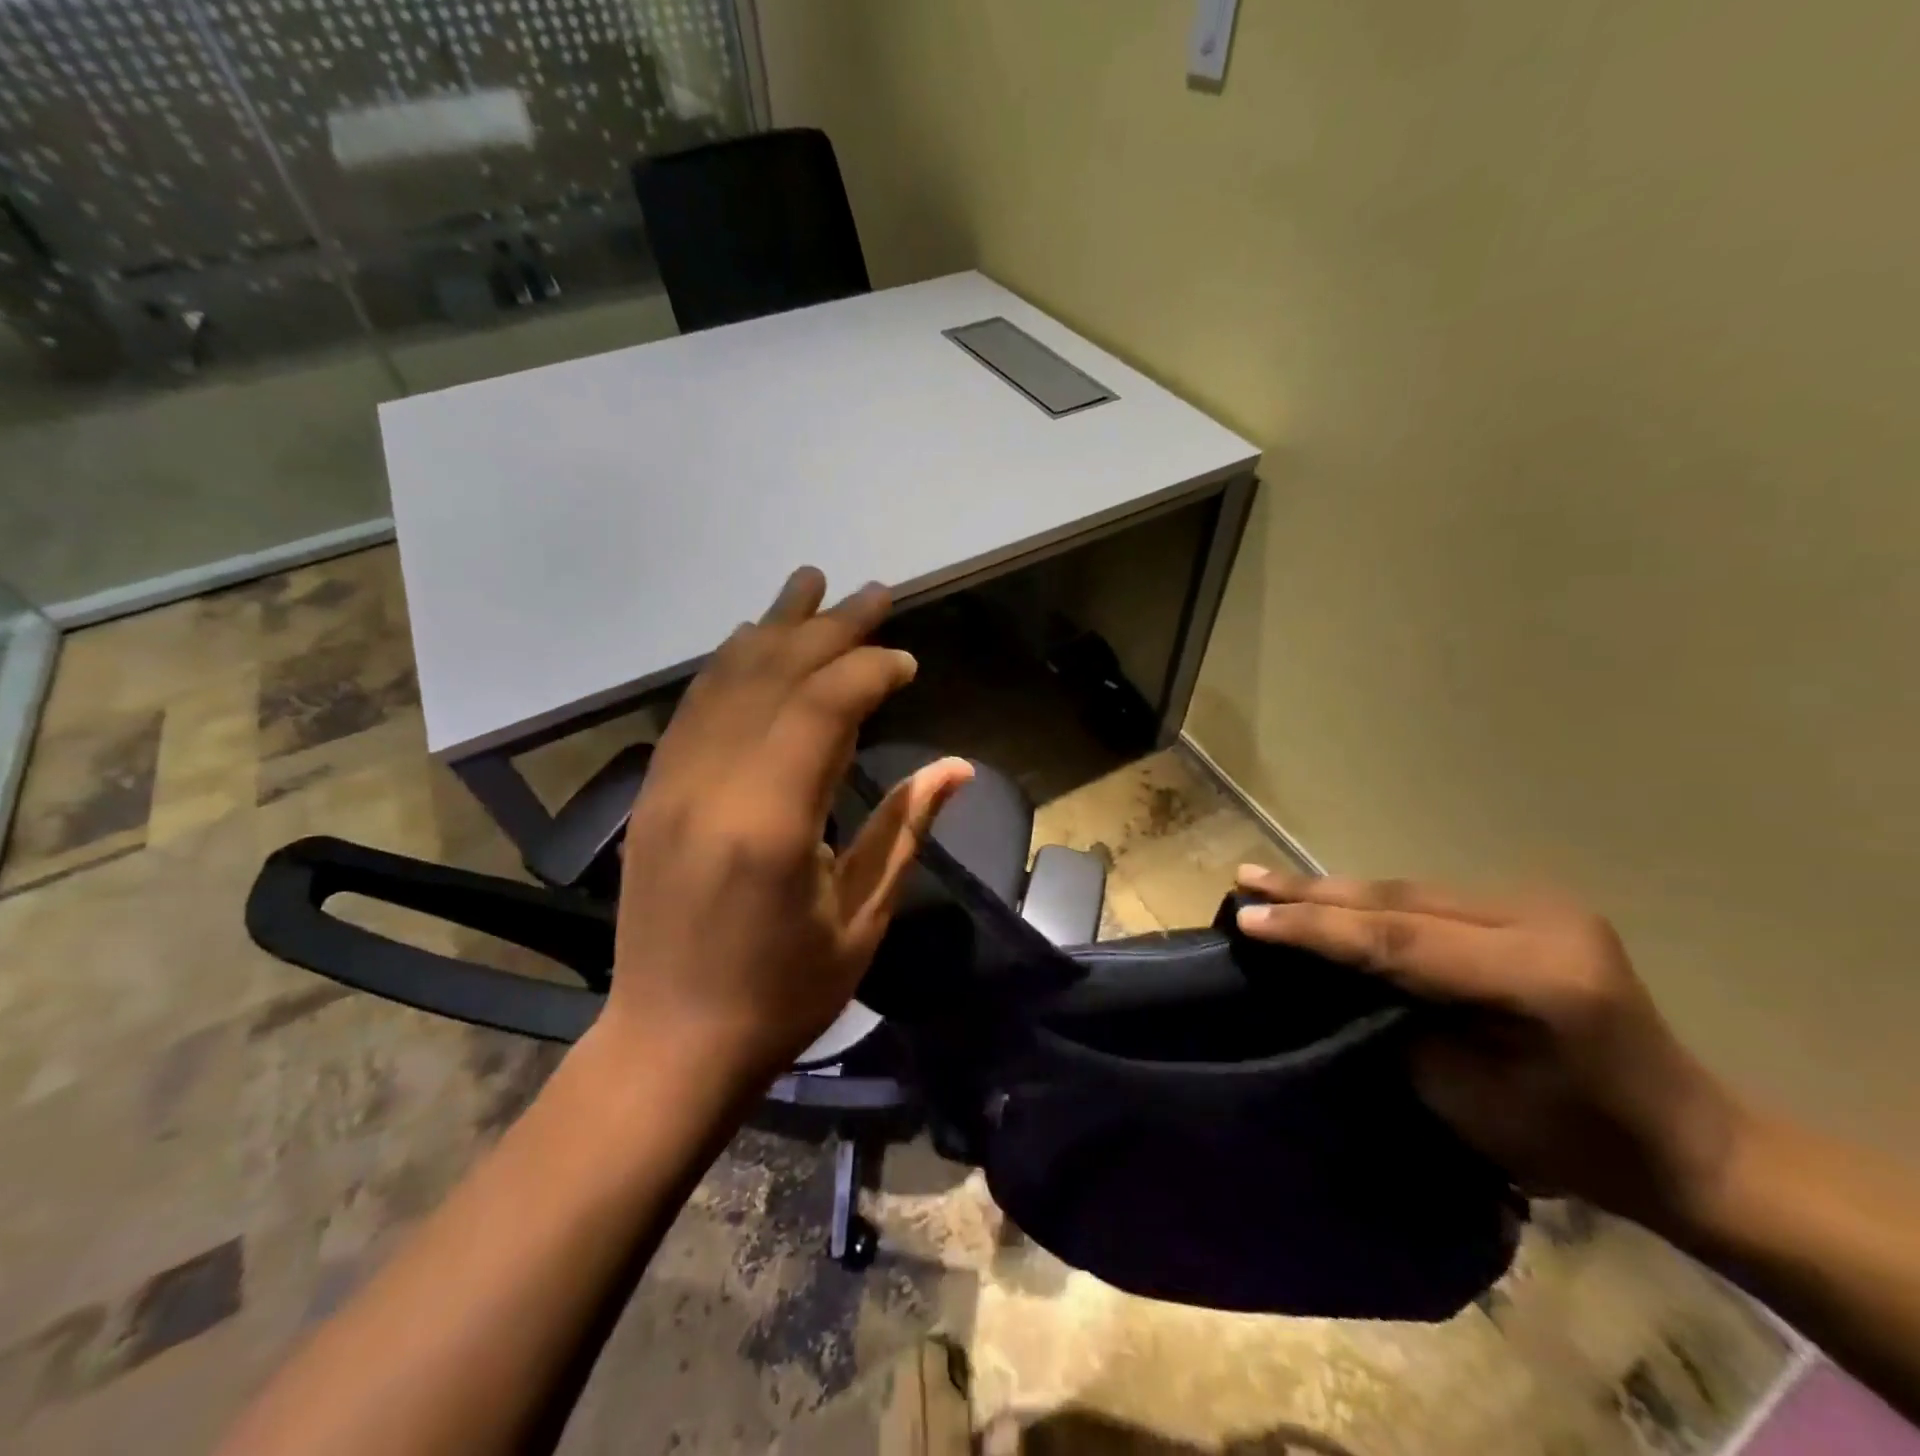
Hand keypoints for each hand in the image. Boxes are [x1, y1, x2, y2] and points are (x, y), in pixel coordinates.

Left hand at [604, 568, 972, 1085]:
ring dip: (773, 628)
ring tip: (810, 584)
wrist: (670, 1044)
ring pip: (725, 680)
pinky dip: (729, 665)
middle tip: (873, 593)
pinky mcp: (653, 793)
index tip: (907, 662)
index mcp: (771, 821)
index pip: (823, 707)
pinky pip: (694, 707)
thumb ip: (904, 830)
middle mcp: (712, 784)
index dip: (869, 669)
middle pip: (774, 676)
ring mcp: (672, 783)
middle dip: (829, 629)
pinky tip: (752, 642)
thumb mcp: (862, 920)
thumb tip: (956, 767)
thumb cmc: (781, 995)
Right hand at [1233, 869, 1747, 1231]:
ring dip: (1338, 893)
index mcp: (1538, 976)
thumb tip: (1333, 978)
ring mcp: (1540, 906)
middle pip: (1401, 900)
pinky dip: (1374, 903)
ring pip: (1410, 891)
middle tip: (1246, 879)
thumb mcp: (1469, 1099)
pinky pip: (1431, 900)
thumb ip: (1397, 1023)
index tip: (1250, 917)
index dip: (1317, 928)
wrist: (1688, 1142)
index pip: (1399, 939)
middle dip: (1315, 894)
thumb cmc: (1576, 1145)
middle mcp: (1541, 921)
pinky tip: (1331, 899)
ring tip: (1271, 884)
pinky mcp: (1531, 908)